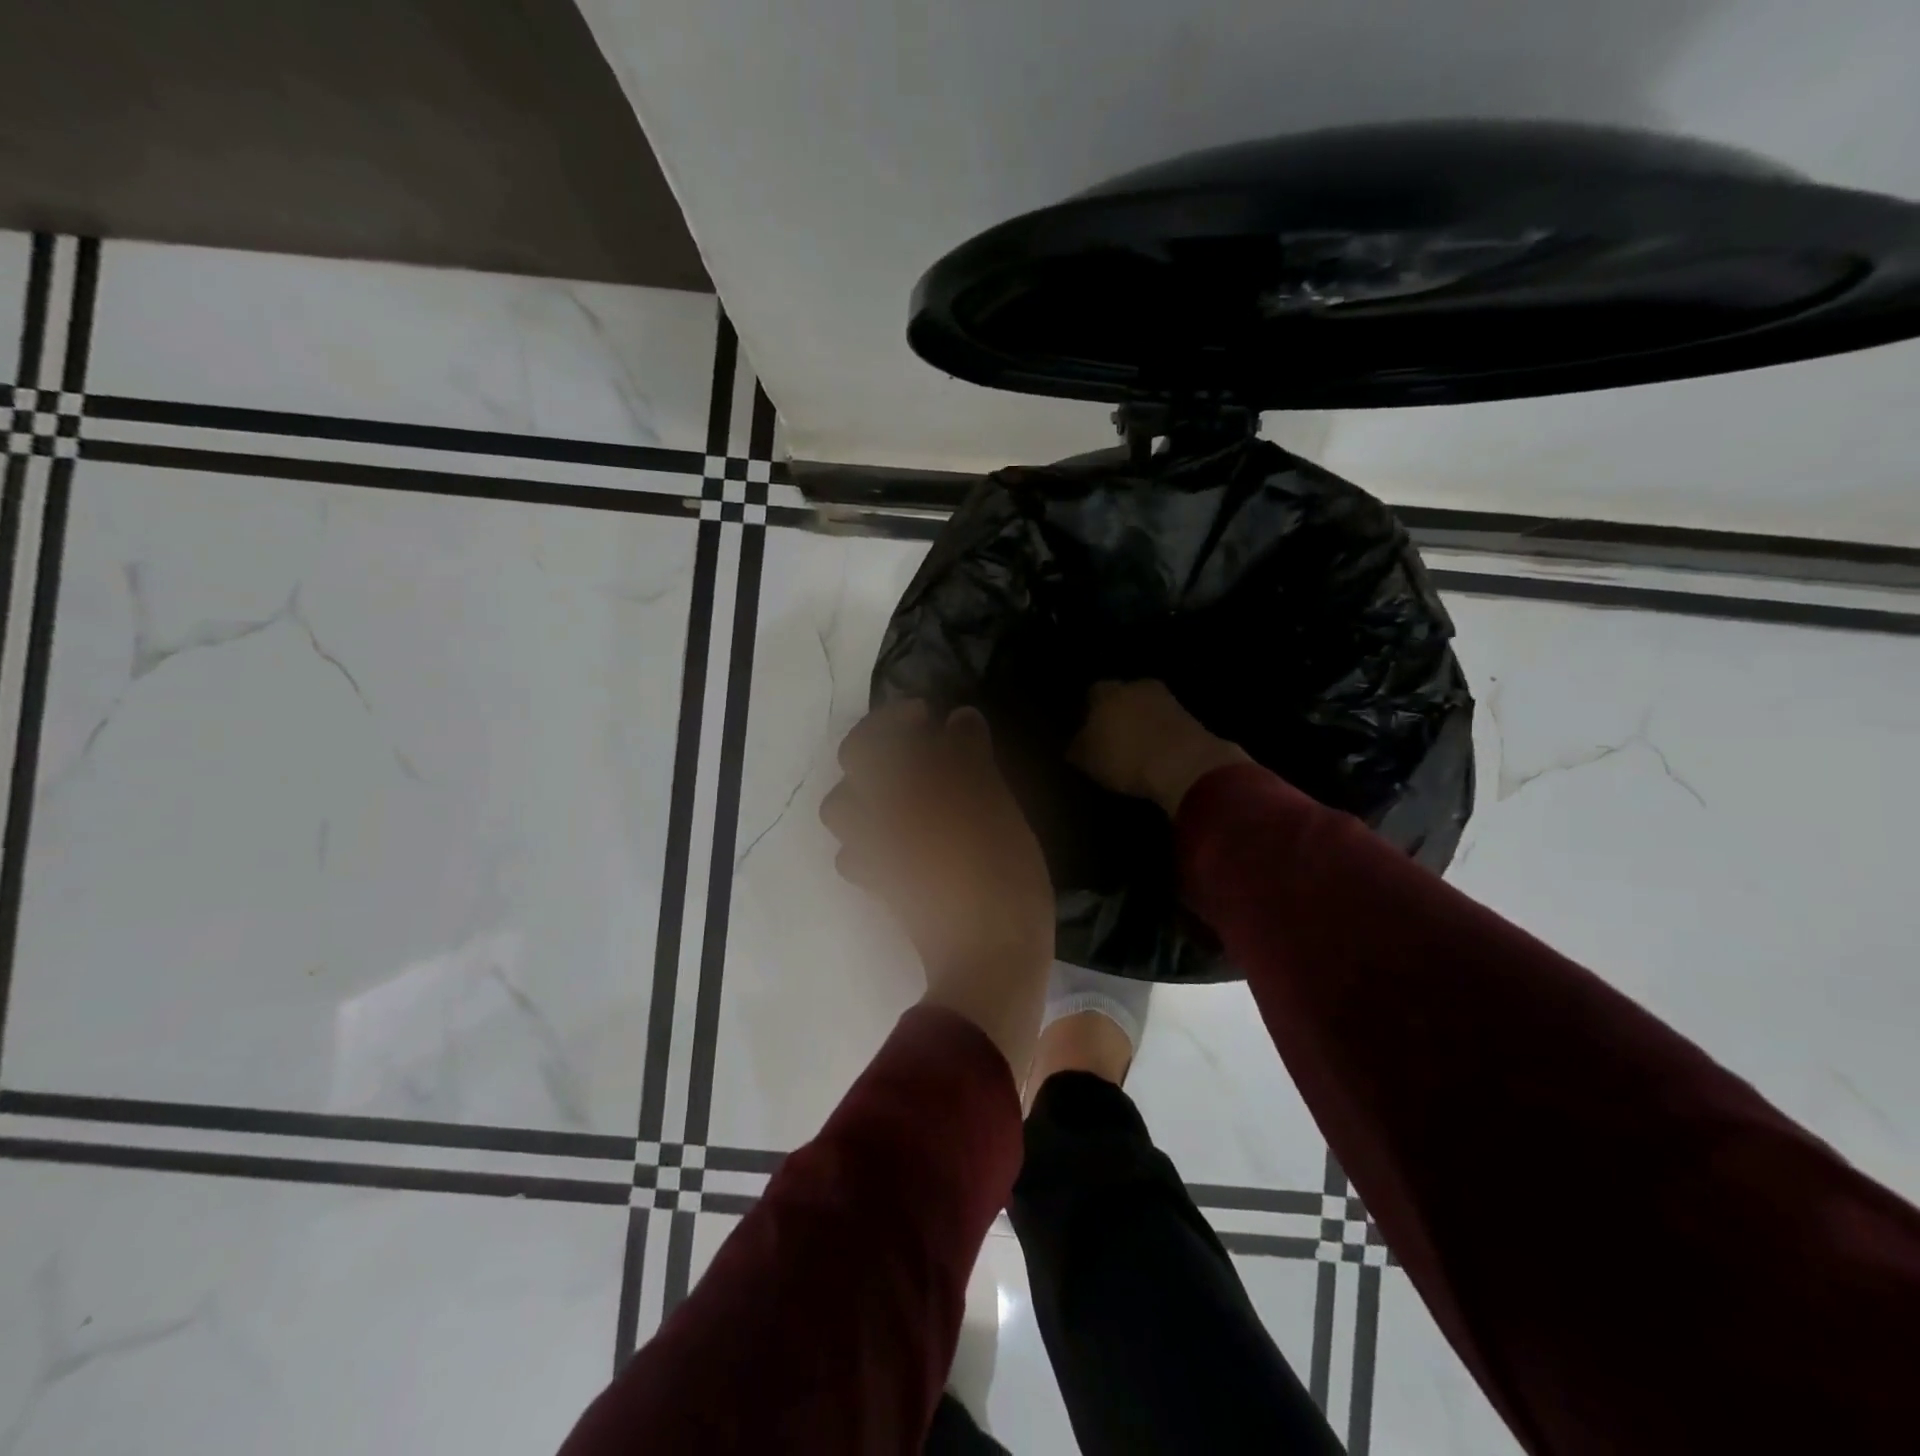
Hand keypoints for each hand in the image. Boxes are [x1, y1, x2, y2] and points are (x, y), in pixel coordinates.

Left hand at [821, 702, 1054, 1078]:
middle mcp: (875, 822)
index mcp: (899, 795)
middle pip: (850, 775)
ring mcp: (876, 858)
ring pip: (845, 815)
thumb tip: (958, 719)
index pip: (871, 742)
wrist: (989, 957)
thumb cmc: (999, 872)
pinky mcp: (885, 890)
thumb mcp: (996, 804)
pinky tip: (908, 837)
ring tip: (908, 792)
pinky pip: (860, 854)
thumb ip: (970, 756)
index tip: (929, 715)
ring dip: (869, 794)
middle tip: (917, 749)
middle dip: (875, 753)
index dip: (893, 719)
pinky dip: (874, 837)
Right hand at [1068, 680, 1249, 816]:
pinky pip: (1166, 724)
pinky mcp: (1191, 717)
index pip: (1092, 694)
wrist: (1185, 765)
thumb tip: (1075, 744)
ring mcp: (1167, 700)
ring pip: (1146, 708)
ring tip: (1135, 749)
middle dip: (1116, 714)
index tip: (1086, 731)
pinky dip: (1160, 735)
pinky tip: (1156, 755)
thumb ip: (1078, 748)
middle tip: (1110, 738)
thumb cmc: (1126, 758)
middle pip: (1122, 696)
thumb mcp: (1088, 760)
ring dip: (1141, 723)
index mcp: (1107, 692)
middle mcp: (1137, 687)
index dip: (1088, 712)